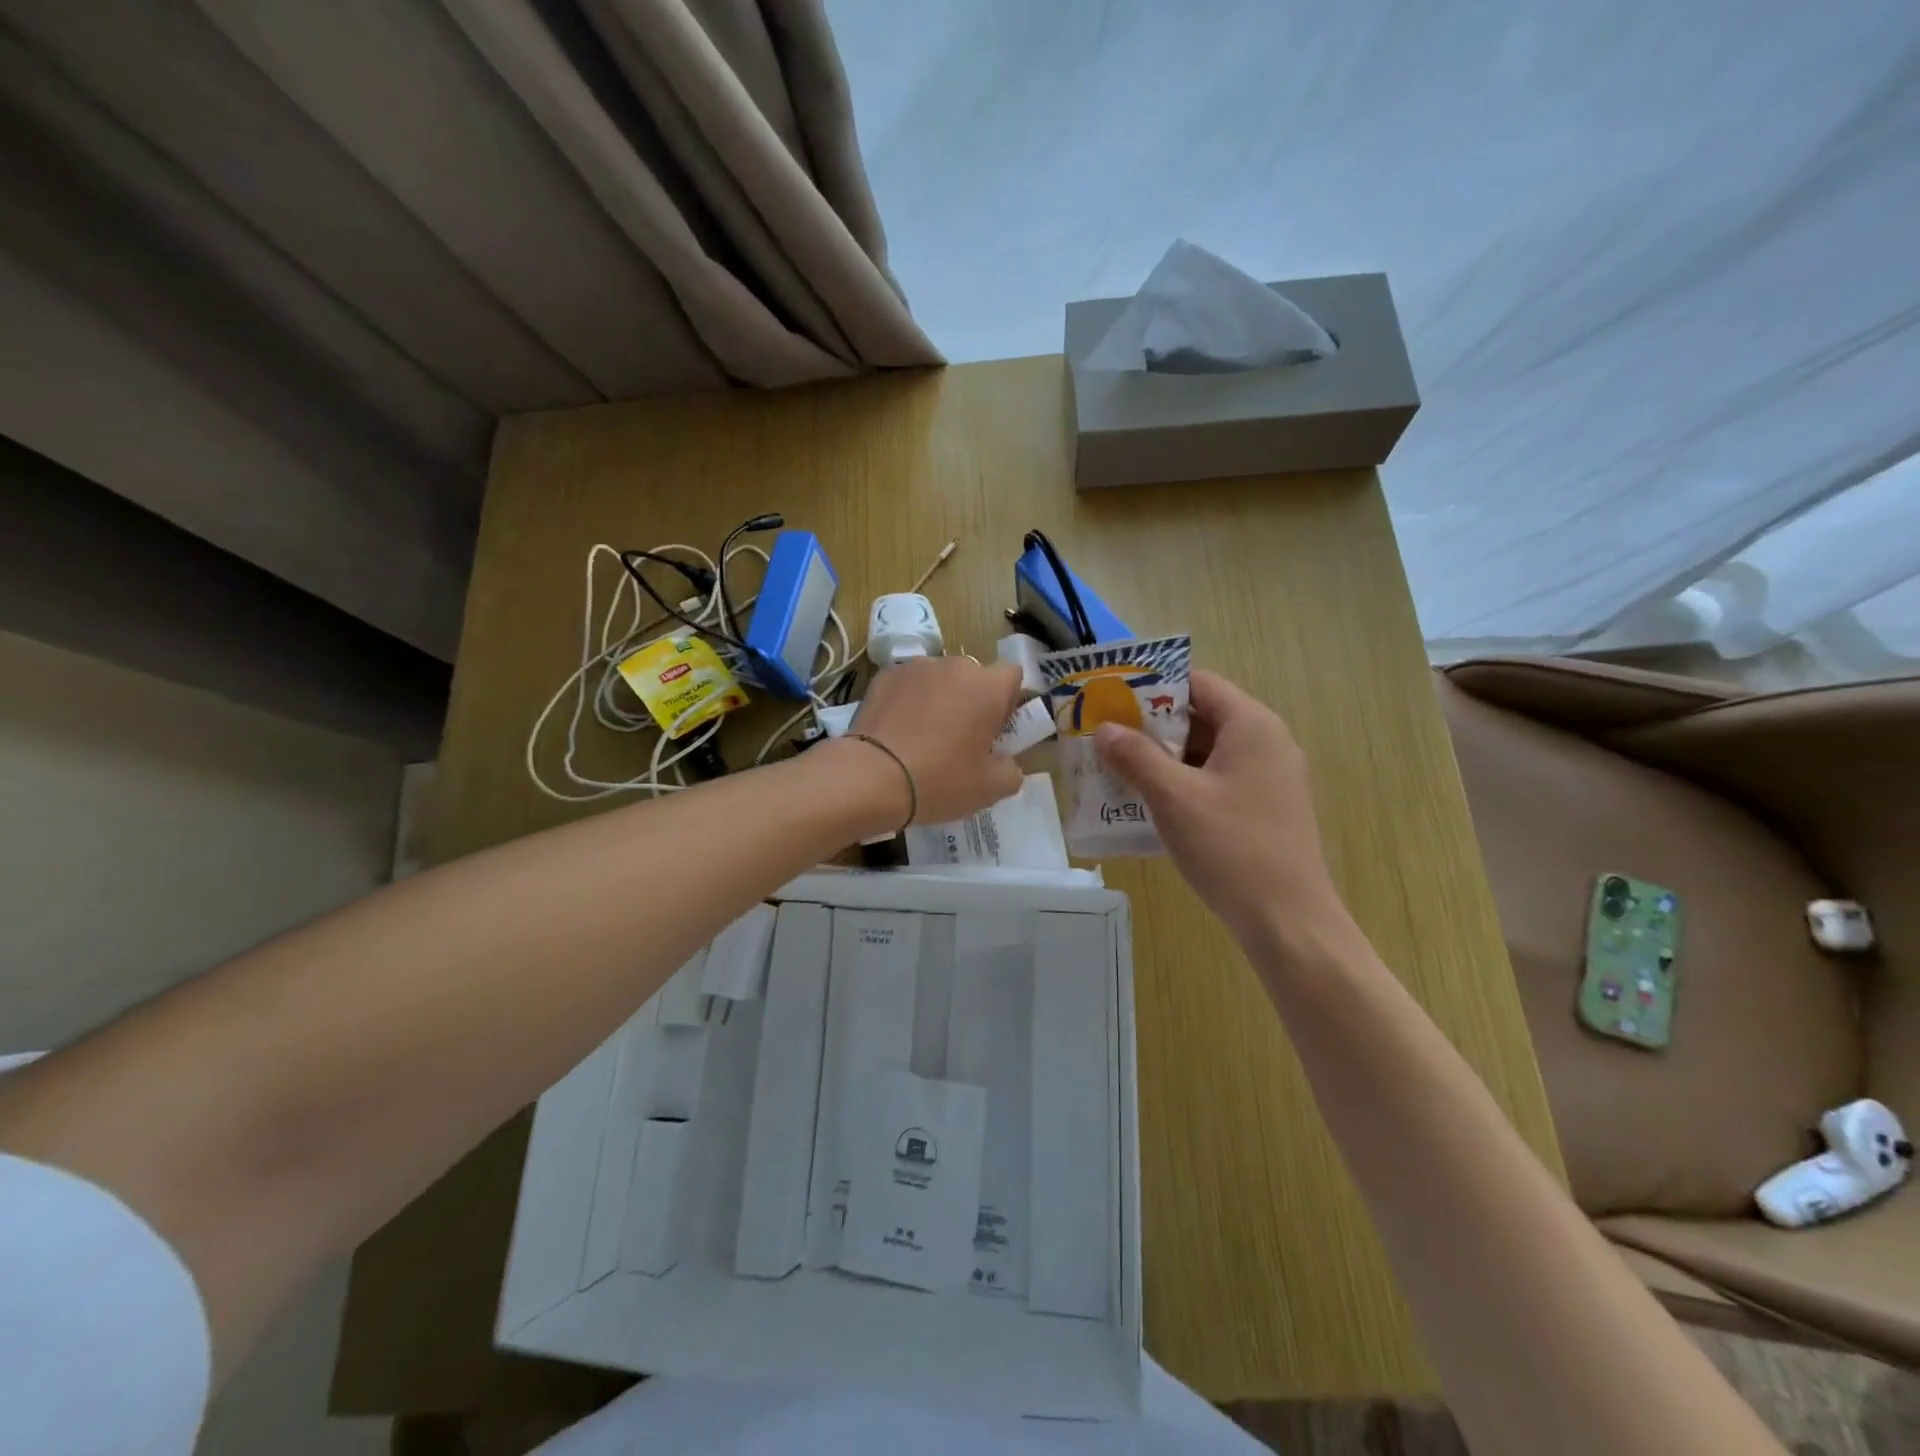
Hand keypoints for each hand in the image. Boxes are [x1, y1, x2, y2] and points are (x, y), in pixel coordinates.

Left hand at [848, 657, 1023, 825]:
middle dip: (972, 700)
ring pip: (939, 679)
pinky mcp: (885, 676)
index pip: (1013, 677)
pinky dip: (908, 701)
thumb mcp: (991, 789)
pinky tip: (898, 732)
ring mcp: (916, 667)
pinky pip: (908, 685)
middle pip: (974, 677)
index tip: (995, 730)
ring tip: (923, 736)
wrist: (872, 777)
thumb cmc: (940, 780)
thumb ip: (1011, 770)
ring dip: (939, 699)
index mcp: (988, 686)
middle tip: (960, 739)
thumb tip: (1005, 762)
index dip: (1008, 701)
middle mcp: (955, 666)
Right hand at [1094, 669, 1347, 945]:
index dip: (1153, 686)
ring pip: (1207, 751)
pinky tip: (1148, 800)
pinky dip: (1183, 782)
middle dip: (1152, 725)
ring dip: (1164, 756)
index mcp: (1251, 725)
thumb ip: (1136, 757)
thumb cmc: (1231, 847)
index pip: (1198, 682)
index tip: (1112, 698)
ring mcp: (1269, 777)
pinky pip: (1216, 779)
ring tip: (1117, 767)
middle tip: (1106, 735)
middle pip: (1202, 715)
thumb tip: (1105, 729)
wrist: (1287, 920)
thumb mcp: (1174, 797)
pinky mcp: (1264, 807)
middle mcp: (1266, 742)